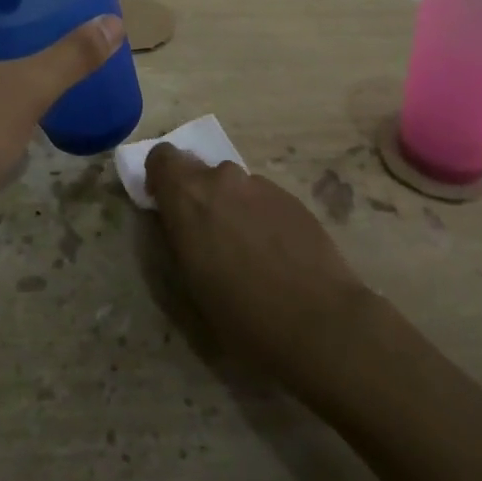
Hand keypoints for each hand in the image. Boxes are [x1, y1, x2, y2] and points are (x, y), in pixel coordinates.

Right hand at [146, 146, 371, 381]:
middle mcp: (222, 179)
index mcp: (188, 196)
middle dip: (198, 195)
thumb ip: (179, 239)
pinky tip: (277, 256)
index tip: (167, 207)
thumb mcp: (191, 285)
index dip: (161, 178)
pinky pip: (262, 199)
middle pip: (199, 170)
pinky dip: (260, 217)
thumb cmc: (243, 315)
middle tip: (209, 237)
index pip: (162, 157)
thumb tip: (179, 224)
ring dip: (231, 207)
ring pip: (233, 186)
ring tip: (249, 252)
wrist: (320, 323)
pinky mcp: (291, 197)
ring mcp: (260, 185)